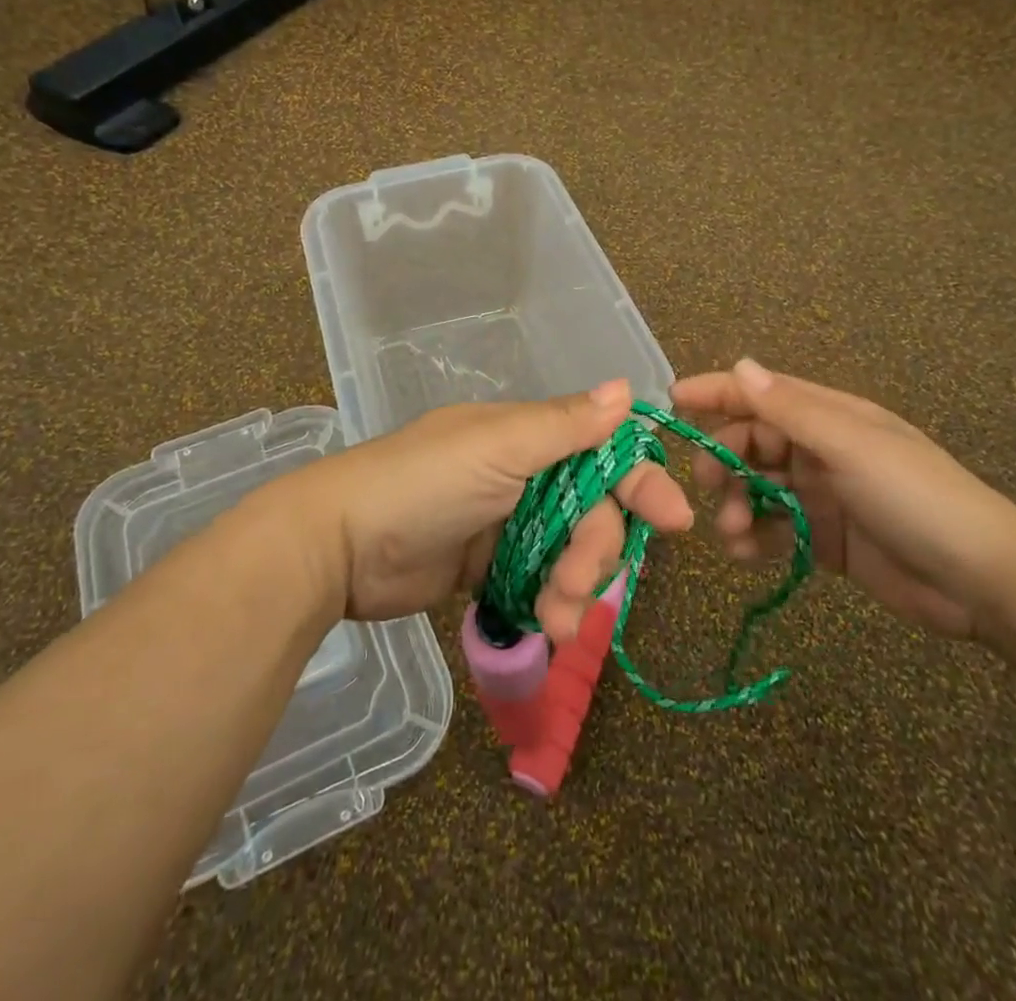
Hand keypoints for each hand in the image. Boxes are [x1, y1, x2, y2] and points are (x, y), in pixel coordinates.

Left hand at [282, 380, 692, 644]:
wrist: (340, 546)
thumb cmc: (424, 483)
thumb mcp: (498, 448)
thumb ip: (565, 426)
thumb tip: (626, 388)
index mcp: (527, 437)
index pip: (601, 452)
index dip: (639, 482)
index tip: (675, 520)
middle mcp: (522, 474)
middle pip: (591, 511)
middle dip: (595, 552)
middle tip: (578, 589)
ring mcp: (505, 522)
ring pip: (569, 552)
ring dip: (573, 587)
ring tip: (556, 622)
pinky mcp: (487, 566)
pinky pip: (538, 581)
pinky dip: (547, 602)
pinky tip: (544, 627)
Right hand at [672, 360, 1015, 639]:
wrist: (984, 583)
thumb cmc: (916, 498)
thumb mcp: (851, 447)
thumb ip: (790, 410)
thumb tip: (740, 366)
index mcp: (827, 417)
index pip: (758, 394)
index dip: (715, 393)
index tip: (671, 403)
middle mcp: (818, 450)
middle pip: (749, 444)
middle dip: (723, 462)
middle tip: (708, 488)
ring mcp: (820, 495)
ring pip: (756, 489)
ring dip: (734, 505)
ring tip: (732, 533)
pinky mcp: (823, 539)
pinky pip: (773, 530)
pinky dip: (754, 540)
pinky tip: (746, 556)